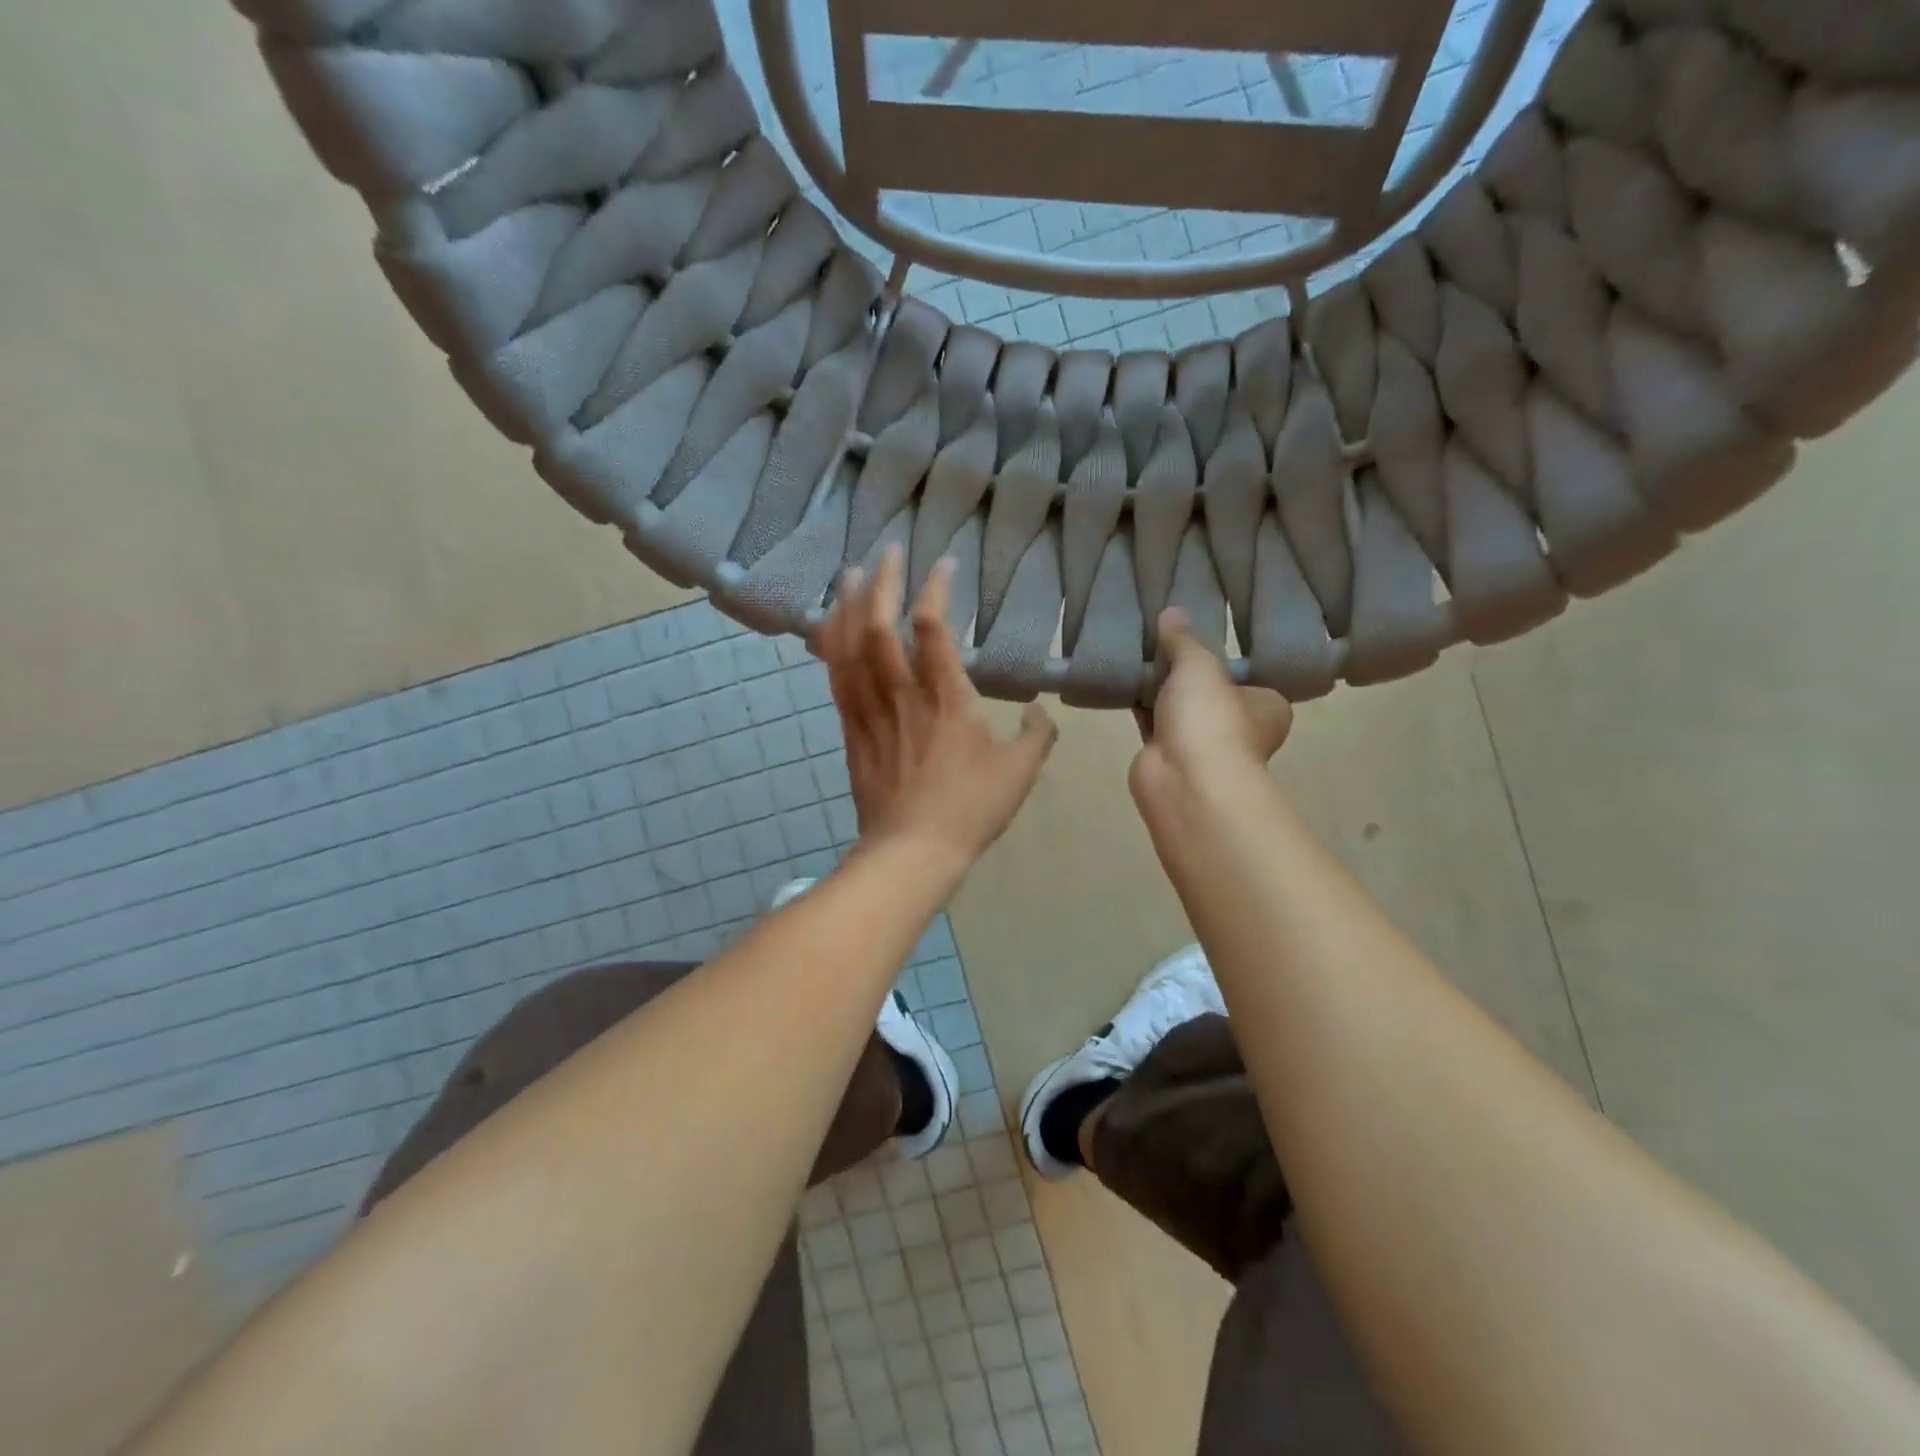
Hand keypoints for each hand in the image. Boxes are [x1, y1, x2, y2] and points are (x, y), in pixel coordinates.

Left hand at [817, 544, 1057, 868]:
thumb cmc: (971, 809)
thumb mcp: (1021, 772)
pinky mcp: (851, 729)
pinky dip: (831, 645)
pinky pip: (836, 678)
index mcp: (948, 699)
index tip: (944, 565)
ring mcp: (871, 711)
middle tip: (889, 551)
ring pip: (850, 648)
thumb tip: (1039, 712)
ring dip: (849, 605)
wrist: (912, 851)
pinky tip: (829, 626)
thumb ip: (1037, 735)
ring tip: (851, 572)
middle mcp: (903, 695)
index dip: (936, 589)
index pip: (933, 629)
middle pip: (881, 627)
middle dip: (884, 582)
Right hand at [1130, 609, 1292, 814]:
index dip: (1225, 661)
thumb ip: (1184, 640)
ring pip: (1180, 710)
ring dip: (1161, 692)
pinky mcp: (1168, 759)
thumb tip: (1172, 612)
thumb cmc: (1211, 718)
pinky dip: (1141, 709)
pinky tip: (1123, 684)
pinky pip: (1153, 725)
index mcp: (1267, 707)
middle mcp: (1241, 729)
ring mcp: (1203, 747)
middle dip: (1187, 676)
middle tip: (1161, 642)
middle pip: (1211, 694)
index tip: (1199, 641)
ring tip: (1137, 655)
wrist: (1184, 780)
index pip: (1249, 678)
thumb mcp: (1200, 665)